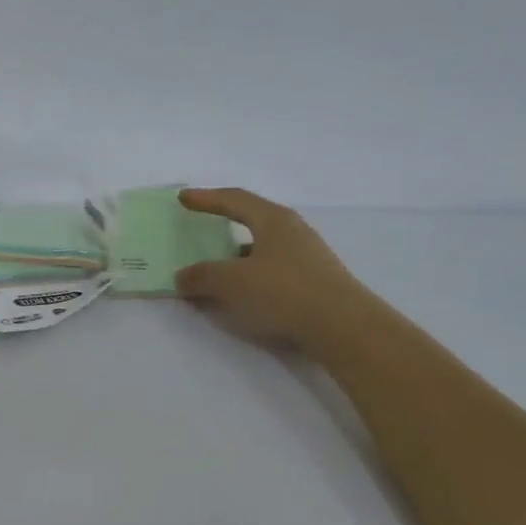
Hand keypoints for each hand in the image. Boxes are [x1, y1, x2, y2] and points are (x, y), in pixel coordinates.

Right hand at [174, 189, 368, 349]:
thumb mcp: (231, 283)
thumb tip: (182, 277)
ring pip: (263, 247)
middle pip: (253, 219)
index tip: (183, 197)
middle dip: (225, 222)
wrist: (343, 327)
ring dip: (236, 254)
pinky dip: (251, 275)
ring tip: (216, 267)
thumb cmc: (283, 292)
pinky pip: (272, 269)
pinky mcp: (314, 281)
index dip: (206, 198)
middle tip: (202, 225)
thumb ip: (201, 276)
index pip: (234, 199)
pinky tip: (243, 292)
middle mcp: (293, 231)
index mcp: (274, 220)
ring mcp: (307, 256)